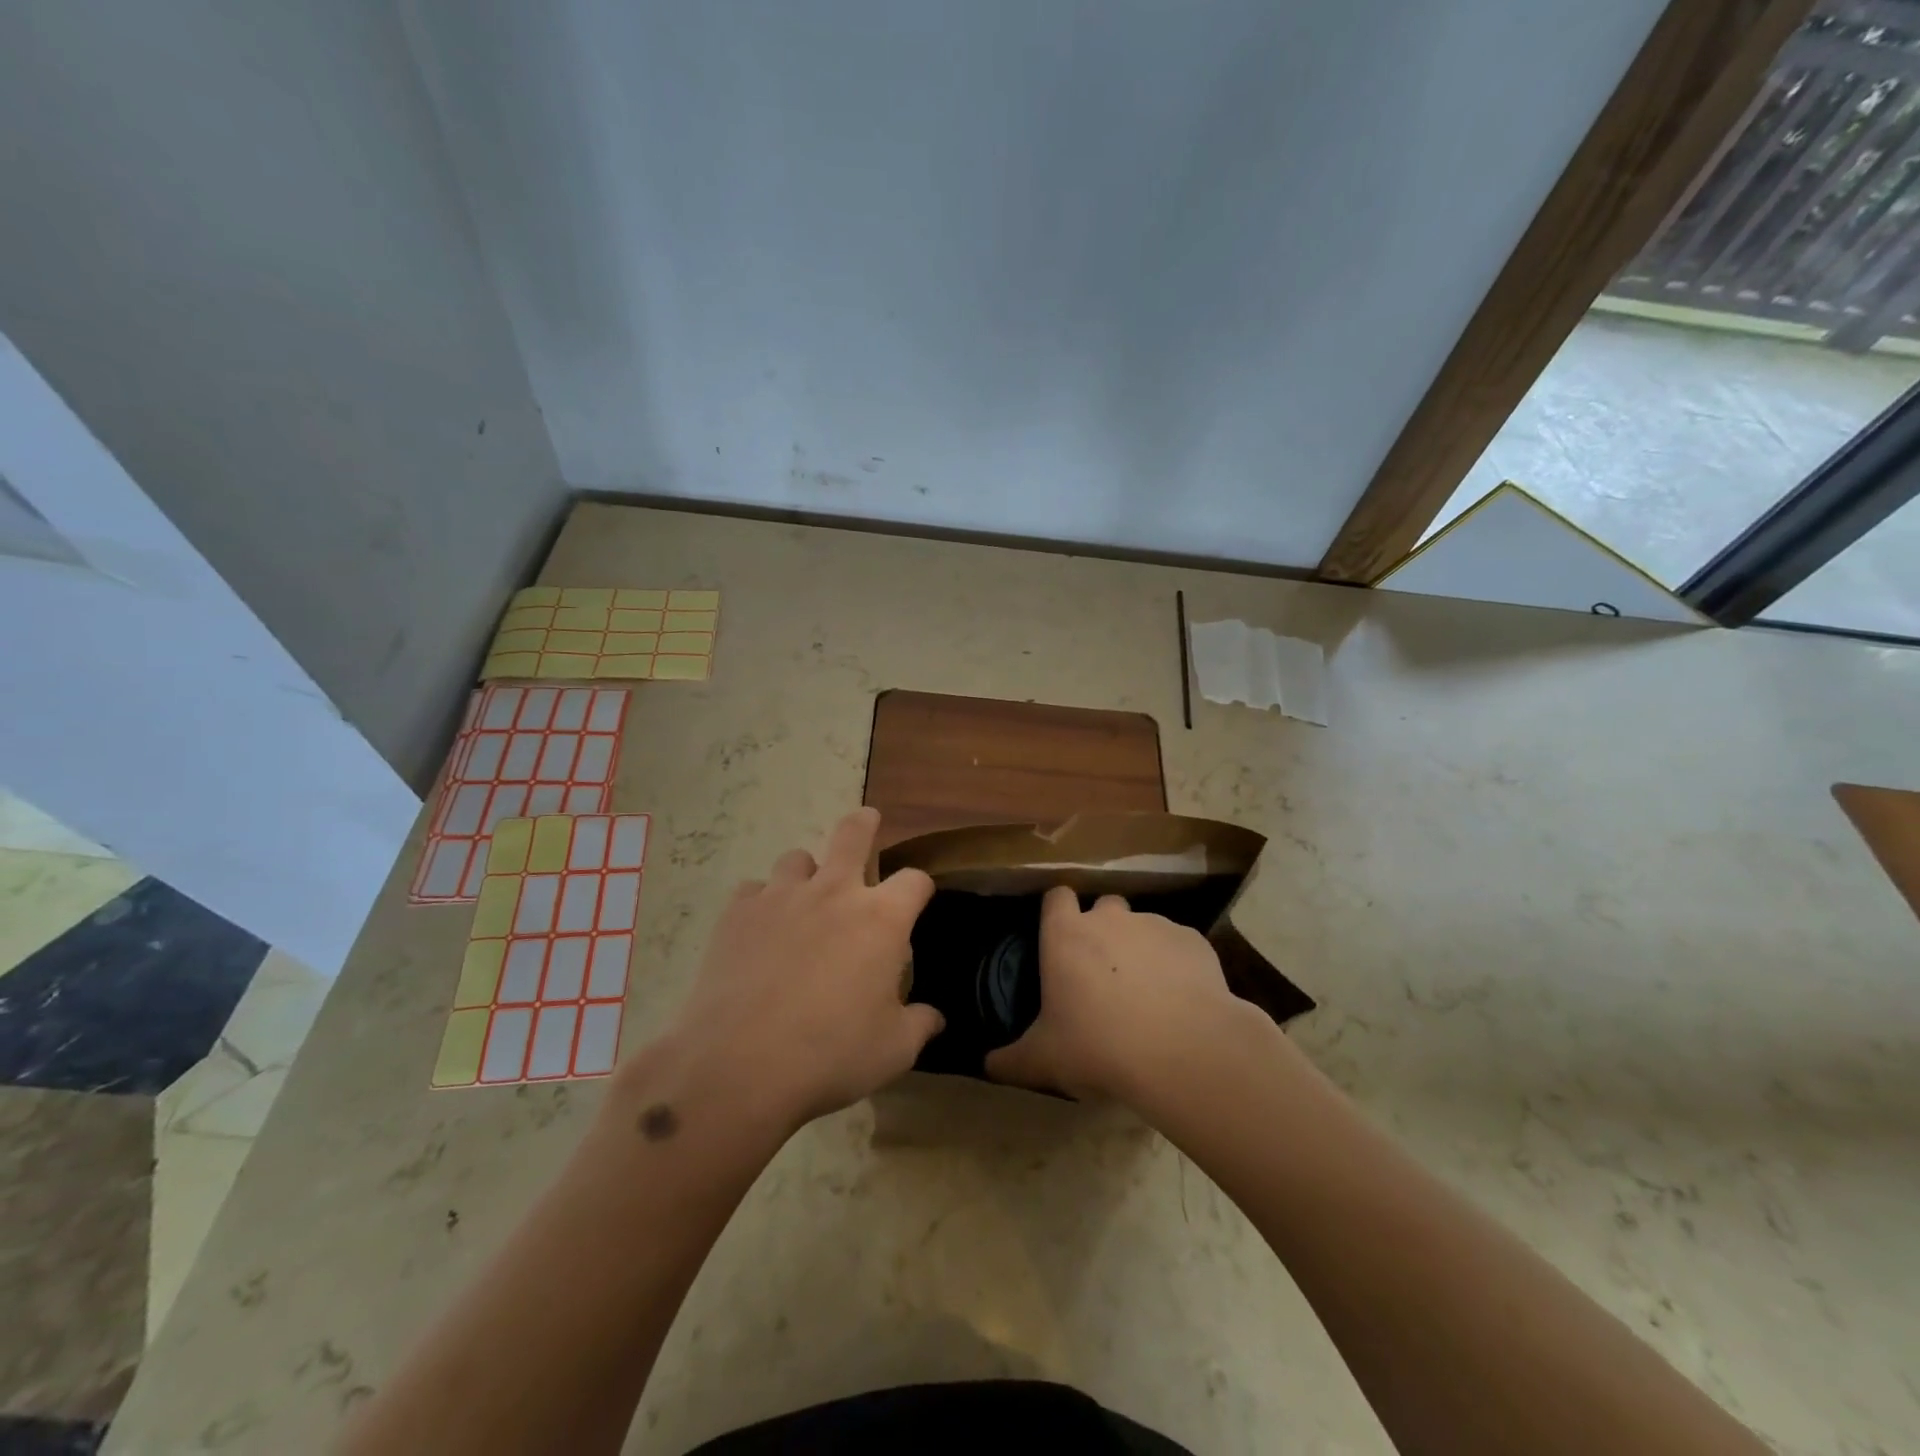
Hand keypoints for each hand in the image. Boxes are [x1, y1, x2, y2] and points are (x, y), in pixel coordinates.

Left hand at [658, 807, 940, 1132]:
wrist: (740, 1065)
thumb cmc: (831, 1055)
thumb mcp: (893, 1050)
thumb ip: (919, 1026)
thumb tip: (935, 1019)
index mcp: (880, 919)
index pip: (914, 880)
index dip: (920, 887)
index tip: (918, 899)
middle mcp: (834, 893)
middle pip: (852, 834)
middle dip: (864, 824)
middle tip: (867, 820)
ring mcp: (781, 897)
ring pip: (797, 858)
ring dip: (807, 872)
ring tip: (804, 895)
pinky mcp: (737, 913)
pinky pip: (752, 891)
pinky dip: (761, 903)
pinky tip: (759, 930)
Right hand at [986, 885, 1254, 1104]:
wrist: (1182, 1052)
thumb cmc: (1099, 1047)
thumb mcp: (1044, 1060)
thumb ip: (1011, 1060)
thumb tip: (987, 1066)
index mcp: (1066, 935)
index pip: (1056, 897)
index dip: (1058, 913)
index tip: (1061, 938)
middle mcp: (1110, 918)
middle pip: (1104, 906)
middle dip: (1104, 929)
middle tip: (1104, 972)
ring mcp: (1155, 924)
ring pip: (1144, 926)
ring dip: (1141, 949)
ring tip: (1148, 994)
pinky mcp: (1193, 941)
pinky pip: (1179, 946)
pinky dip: (1177, 965)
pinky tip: (1181, 1001)